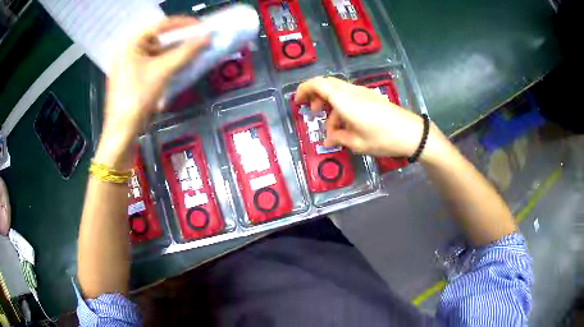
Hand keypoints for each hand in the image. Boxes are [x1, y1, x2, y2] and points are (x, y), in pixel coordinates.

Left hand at [103, 16, 208, 140]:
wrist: (122, 131)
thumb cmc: (138, 97)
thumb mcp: (163, 71)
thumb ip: (186, 52)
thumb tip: (207, 38)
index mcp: (130, 44)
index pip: (160, 26)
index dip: (182, 24)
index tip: (201, 26)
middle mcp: (127, 50)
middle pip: (157, 38)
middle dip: (178, 40)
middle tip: (198, 39)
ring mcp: (128, 65)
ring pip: (156, 52)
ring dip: (174, 53)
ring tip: (192, 52)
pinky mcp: (132, 77)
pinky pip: (152, 64)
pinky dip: (166, 63)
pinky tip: (179, 65)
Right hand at [295, 76, 441, 159]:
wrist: (412, 133)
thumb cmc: (384, 139)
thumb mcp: (357, 143)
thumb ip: (338, 138)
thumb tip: (327, 139)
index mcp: (345, 101)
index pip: (318, 85)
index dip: (304, 89)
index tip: (298, 101)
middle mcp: (352, 92)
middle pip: (327, 83)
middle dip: (316, 95)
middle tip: (314, 112)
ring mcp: (363, 92)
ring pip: (338, 90)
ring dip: (330, 104)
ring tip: (333, 127)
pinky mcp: (370, 96)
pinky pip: (349, 96)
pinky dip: (341, 106)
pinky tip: (347, 124)